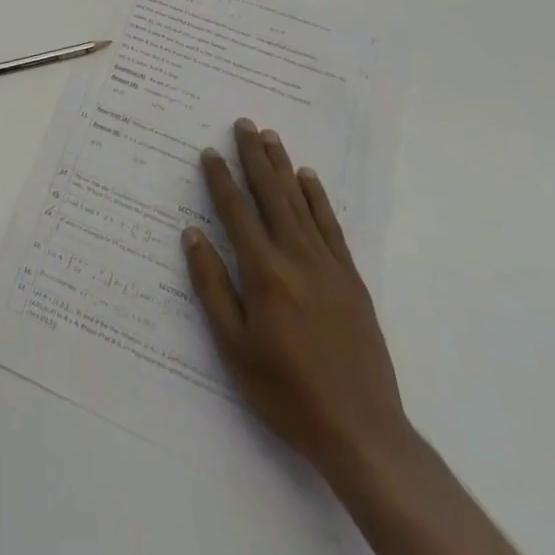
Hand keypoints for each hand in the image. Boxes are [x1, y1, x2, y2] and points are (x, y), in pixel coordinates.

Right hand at [183, 118, 409, 480]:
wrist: (362, 431)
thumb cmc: (287, 392)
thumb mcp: (234, 348)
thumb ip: (212, 287)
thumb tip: (192, 234)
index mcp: (264, 272)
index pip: (236, 211)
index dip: (221, 179)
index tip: (210, 151)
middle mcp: (296, 256)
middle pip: (271, 194)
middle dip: (254, 156)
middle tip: (244, 123)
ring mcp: (328, 265)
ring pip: (300, 202)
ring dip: (283, 166)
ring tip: (271, 136)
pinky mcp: (351, 278)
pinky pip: (331, 225)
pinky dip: (317, 198)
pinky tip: (308, 179)